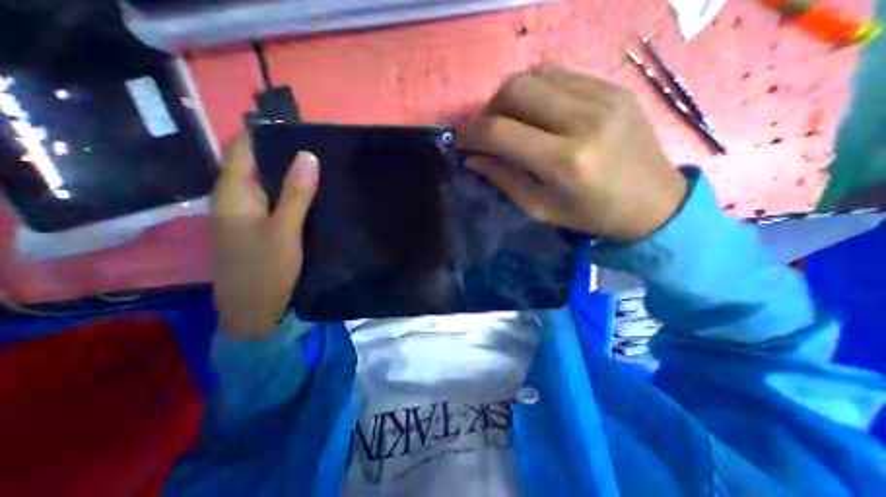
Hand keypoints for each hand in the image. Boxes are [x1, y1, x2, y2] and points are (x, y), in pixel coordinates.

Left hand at [209, 135, 318, 338]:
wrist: (252, 309)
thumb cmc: (265, 269)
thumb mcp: (284, 229)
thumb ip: (296, 193)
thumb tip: (308, 155)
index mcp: (232, 193)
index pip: (244, 148)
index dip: (269, 134)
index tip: (302, 131)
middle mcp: (234, 197)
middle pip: (256, 163)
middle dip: (285, 154)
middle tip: (319, 150)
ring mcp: (246, 213)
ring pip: (267, 182)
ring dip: (290, 174)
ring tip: (321, 168)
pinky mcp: (257, 226)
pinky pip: (273, 200)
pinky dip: (290, 193)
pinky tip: (311, 194)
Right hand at [453, 63, 687, 241]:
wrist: (653, 202)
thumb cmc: (590, 215)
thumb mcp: (540, 208)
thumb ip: (503, 179)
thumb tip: (472, 158)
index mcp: (563, 161)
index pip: (500, 132)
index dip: (470, 133)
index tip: (458, 140)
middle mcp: (583, 120)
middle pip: (514, 90)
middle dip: (488, 109)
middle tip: (486, 131)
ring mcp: (603, 96)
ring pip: (534, 74)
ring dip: (510, 96)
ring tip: (510, 120)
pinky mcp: (613, 87)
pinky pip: (560, 74)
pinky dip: (536, 90)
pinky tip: (537, 111)